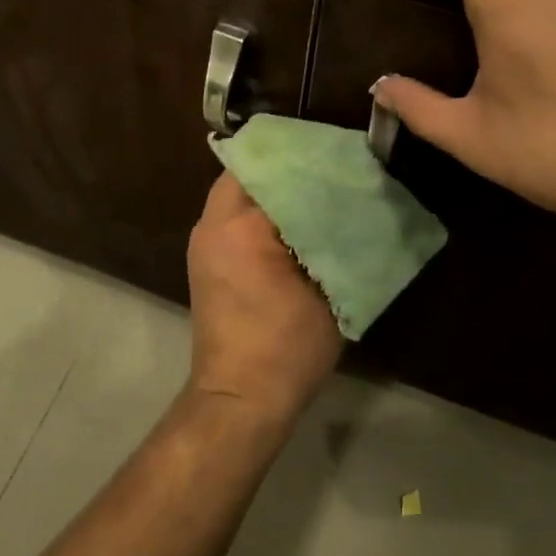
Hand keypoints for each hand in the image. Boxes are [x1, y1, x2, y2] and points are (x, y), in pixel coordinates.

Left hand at [186, 173, 343, 425]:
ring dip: (274, 187)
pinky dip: (260, 209)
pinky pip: (232, 214)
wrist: (239, 399)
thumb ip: (337, 238)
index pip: (277, 168)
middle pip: (251, 171)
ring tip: (315, 191)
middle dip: (289, 167)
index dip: (310, 158)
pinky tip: (292, 222)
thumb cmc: (288, 348)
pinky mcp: (203, 258)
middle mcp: (213, 224)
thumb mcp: (329, 289)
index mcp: (242, 227)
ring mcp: (203, 241)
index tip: (341, 156)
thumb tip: (352, 203)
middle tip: (329, 169)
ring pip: (240, 190)